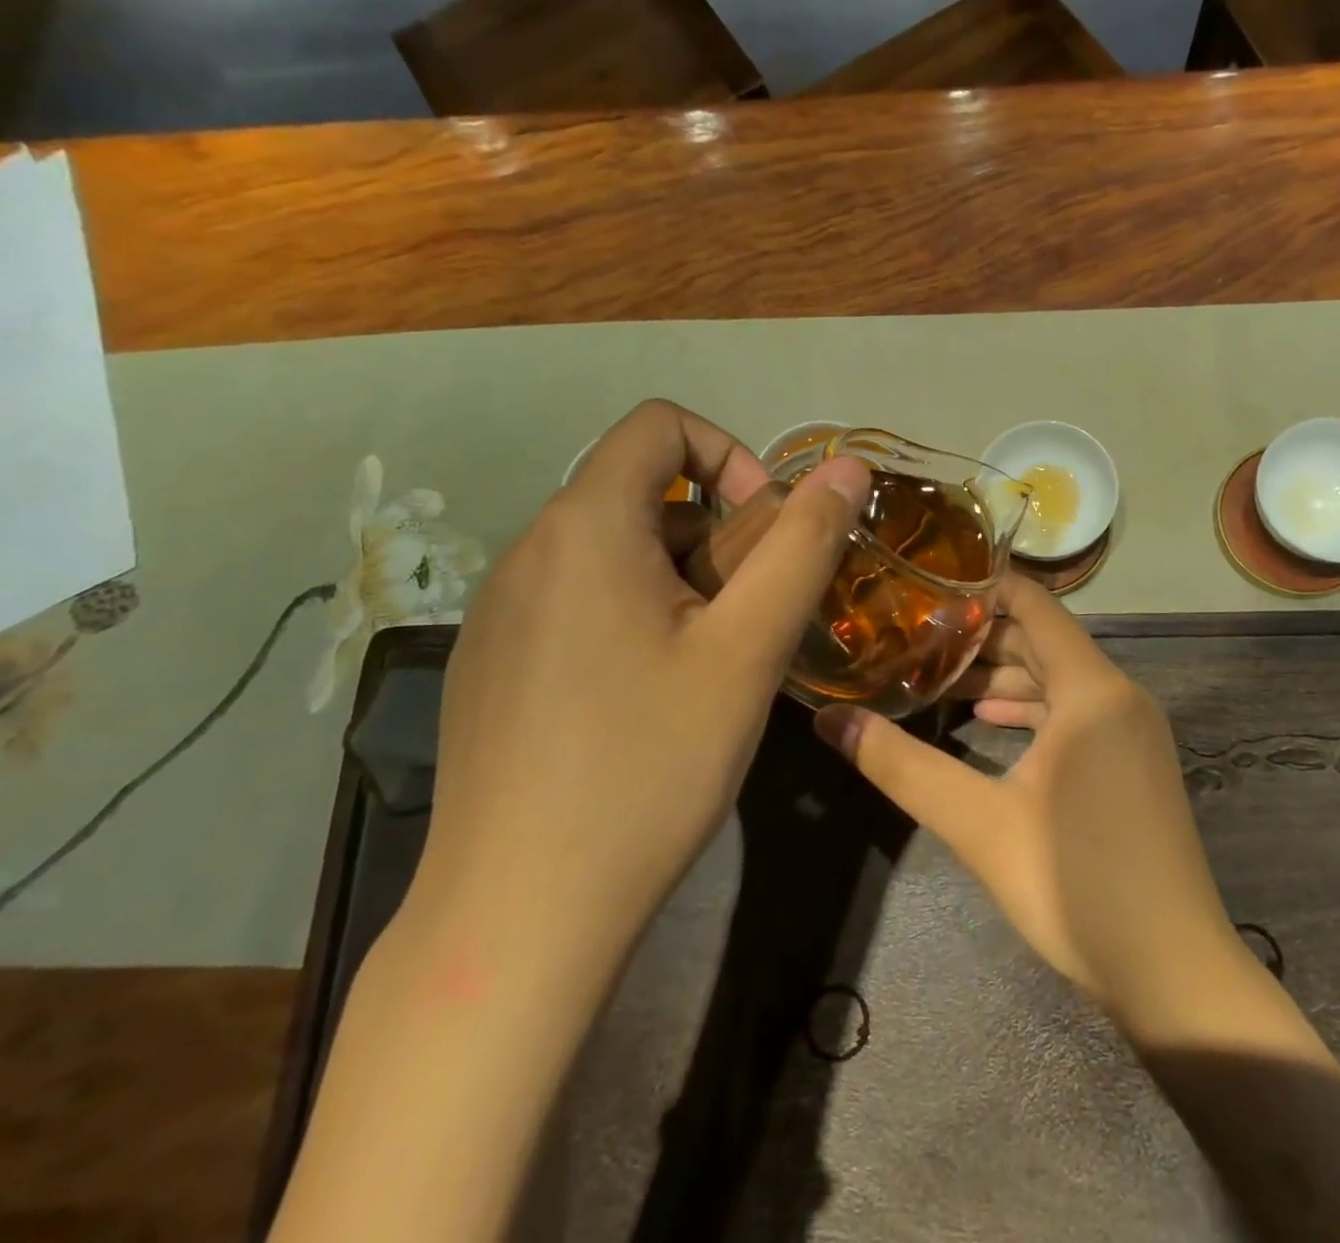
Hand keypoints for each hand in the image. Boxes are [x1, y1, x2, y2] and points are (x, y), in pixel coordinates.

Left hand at [419, 399, 870, 975]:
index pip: (659, 425)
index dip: (730, 458)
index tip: (765, 534)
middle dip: (717, 537)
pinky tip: (651, 702)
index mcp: (584, 526)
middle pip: (641, 494)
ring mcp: (500, 612)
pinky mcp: (493, 663)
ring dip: (681, 582)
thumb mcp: (748, 648)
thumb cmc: (650, 765)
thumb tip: (846, 468)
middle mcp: (528, 551)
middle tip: (751, 621)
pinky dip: (636, 616)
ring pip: (614, 553)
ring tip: (710, 666)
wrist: (521, 914)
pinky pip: (579, 601)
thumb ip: (803, 545)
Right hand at [813, 575, 1248, 1031]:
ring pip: (1058, 678)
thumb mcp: (979, 823)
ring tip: (938, 680)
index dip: (981, 587)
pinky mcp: (1132, 761)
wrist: (1174, 973)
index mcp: (1092, 689)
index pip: (1034, 604)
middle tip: (914, 636)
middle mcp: (1118, 695)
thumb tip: (829, 720)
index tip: (924, 589)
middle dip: (980, 636)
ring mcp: (1131, 729)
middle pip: (1043, 640)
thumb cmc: (1077, 885)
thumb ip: (901, 766)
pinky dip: (1030, 709)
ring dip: (1002, 675)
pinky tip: (986, 723)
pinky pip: (1076, 711)